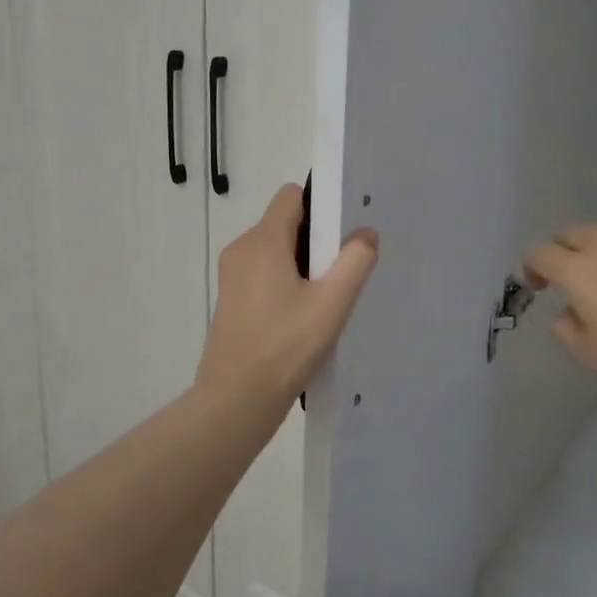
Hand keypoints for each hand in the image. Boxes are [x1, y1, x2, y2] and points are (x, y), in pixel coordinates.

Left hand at [196, 183, 378, 410]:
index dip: (321, 205)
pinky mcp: (231, 300)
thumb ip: (355, 260)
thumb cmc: (286, 346)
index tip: (343, 234)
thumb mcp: (332, 303)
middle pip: (285, 223)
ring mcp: (232, 276)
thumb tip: (365, 233)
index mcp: (263, 241)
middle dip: (317, 239)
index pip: (292, 196)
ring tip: (325, 299)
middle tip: (341, 272)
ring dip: (303, 264)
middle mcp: (242, 249)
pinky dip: (286, 282)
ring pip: (275, 250)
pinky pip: (264, 273)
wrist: (236, 401)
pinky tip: (303, 316)